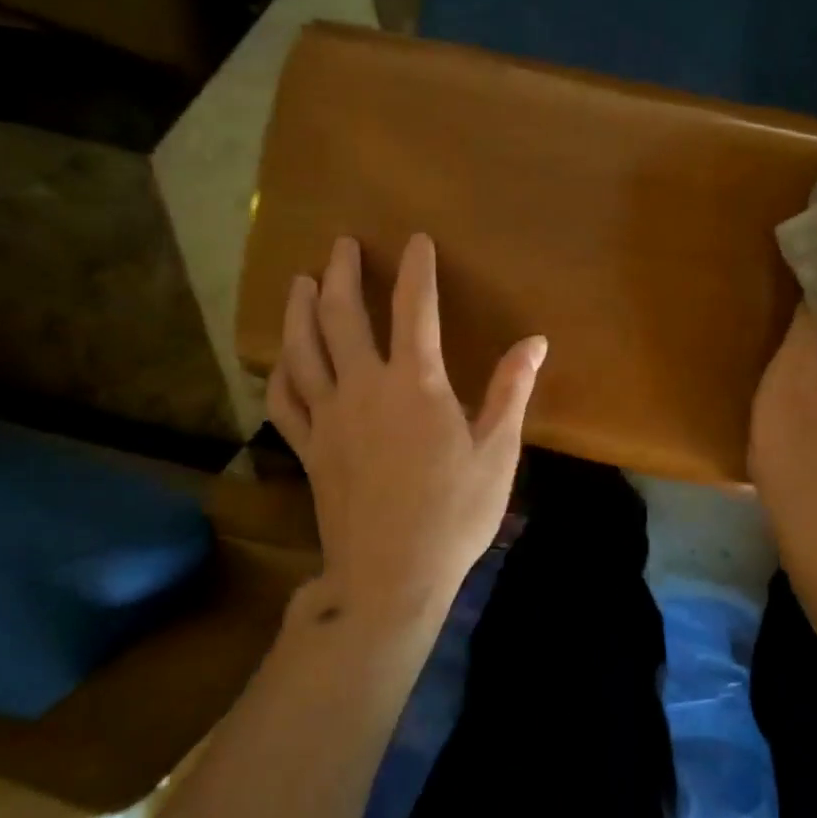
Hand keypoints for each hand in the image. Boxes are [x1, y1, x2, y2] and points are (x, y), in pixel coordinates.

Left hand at [265, 234, 547, 630]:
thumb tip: (536, 341)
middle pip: (342, 316)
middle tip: (341, 244)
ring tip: (300, 281)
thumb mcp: (497, 451)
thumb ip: (511, 390)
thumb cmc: (454, 513)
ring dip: (300, 309)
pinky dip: (280, 371)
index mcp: (415, 384)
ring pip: (302, 349)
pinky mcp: (309, 447)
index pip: (413, 308)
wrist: (390, 577)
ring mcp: (328, 417)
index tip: (415, 240)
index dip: (415, 269)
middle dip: (342, 273)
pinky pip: (284, 399)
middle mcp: (364, 387)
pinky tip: (281, 358)